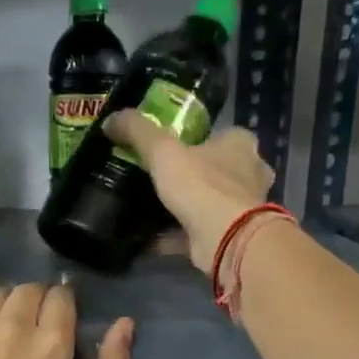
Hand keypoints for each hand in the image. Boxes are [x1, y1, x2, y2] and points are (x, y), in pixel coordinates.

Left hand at [0, 284, 134, 358]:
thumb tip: (124, 324)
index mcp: (51, 344)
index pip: (60, 296)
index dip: (62, 307)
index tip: (57, 325)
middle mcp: (12, 326)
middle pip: (28, 290)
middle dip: (34, 304)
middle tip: (29, 333)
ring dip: (3, 307)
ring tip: (0, 335)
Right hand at [102, 113, 272, 273]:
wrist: (227, 239)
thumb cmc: (201, 185)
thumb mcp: (162, 151)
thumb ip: (138, 132)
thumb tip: (110, 119)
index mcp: (240, 143)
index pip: (218, 134)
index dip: (193, 139)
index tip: (165, 148)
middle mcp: (248, 173)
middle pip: (213, 169)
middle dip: (187, 175)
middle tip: (153, 179)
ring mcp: (242, 208)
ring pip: (207, 202)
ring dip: (182, 206)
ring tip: (147, 207)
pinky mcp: (230, 236)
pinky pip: (196, 231)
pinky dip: (173, 235)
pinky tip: (146, 237)